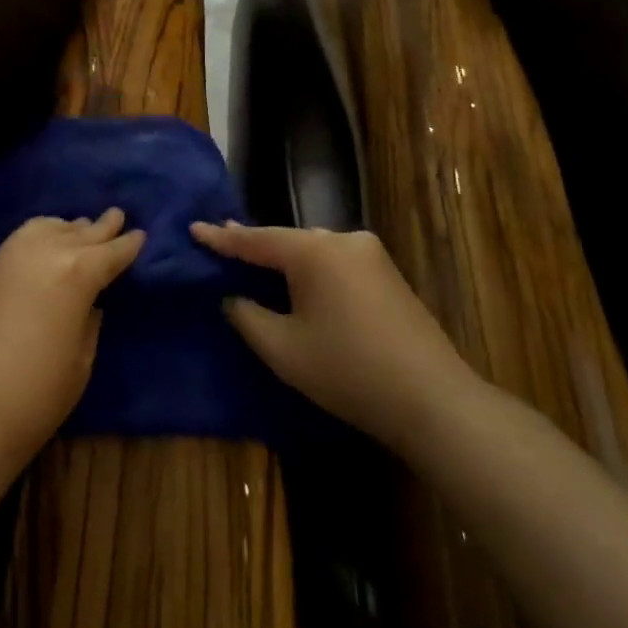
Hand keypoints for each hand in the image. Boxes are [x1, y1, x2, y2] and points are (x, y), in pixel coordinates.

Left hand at [0, 209, 144, 465]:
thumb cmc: (35, 396)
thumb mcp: (80, 363)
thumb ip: (87, 324)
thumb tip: (87, 306)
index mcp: (76, 273)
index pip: (110, 253)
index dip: (127, 245)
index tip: (139, 234)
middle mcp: (41, 253)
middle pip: (78, 232)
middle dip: (100, 227)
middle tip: (115, 216)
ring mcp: (4, 260)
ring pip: (42, 228)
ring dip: (64, 228)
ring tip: (76, 228)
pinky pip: (15, 247)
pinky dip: (34, 242)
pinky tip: (36, 252)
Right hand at [191, 222, 476, 450]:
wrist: (434, 400)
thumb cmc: (348, 371)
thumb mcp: (282, 349)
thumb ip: (247, 315)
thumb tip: (234, 297)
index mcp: (314, 251)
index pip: (255, 239)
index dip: (221, 237)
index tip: (193, 227)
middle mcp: (344, 240)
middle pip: (287, 240)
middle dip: (254, 244)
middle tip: (220, 240)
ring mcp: (371, 255)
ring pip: (314, 250)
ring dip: (284, 258)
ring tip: (254, 257)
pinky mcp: (388, 275)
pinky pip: (335, 262)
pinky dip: (310, 269)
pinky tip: (298, 279)